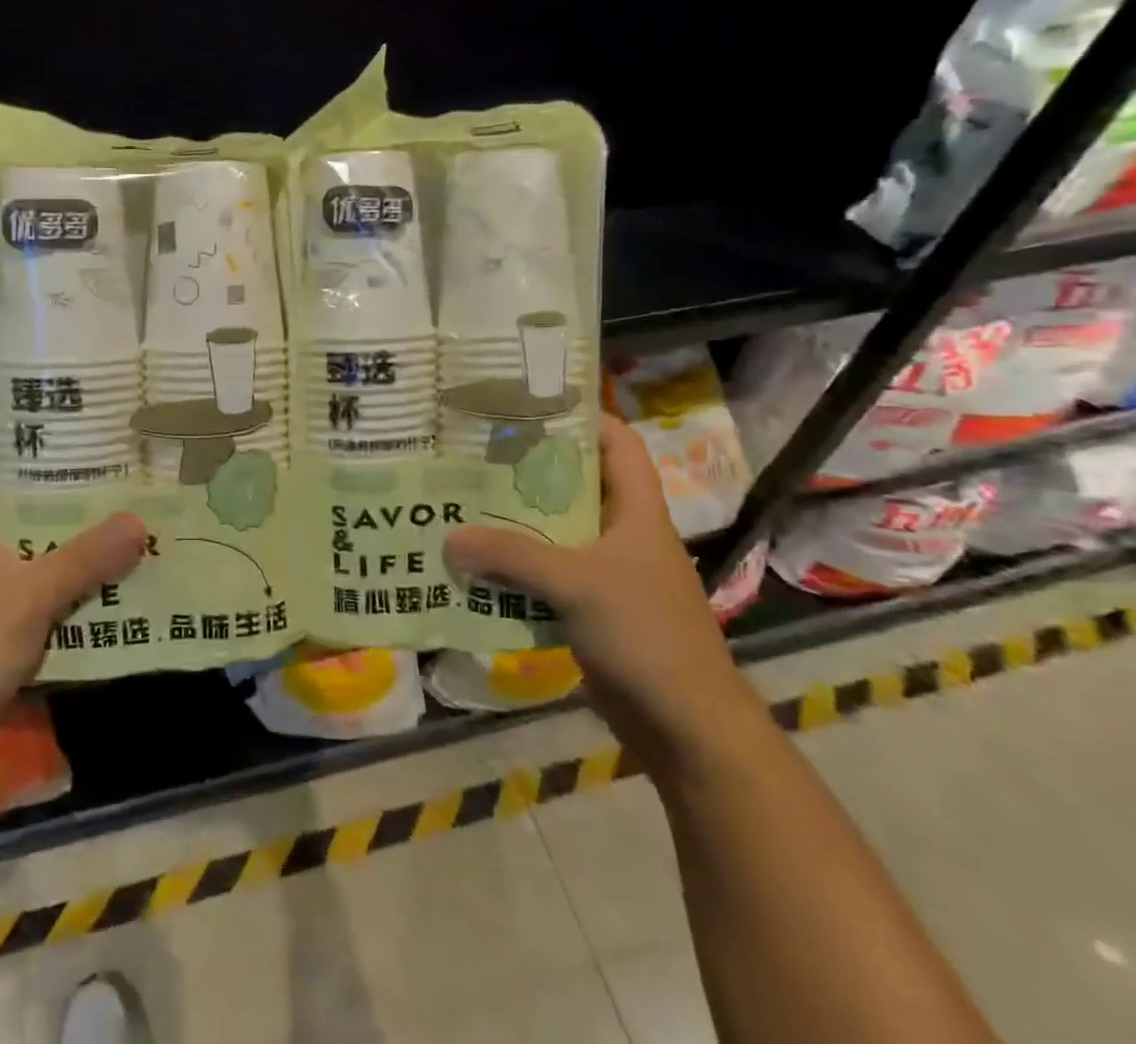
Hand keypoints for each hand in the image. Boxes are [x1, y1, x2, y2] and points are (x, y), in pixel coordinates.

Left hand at [0, 434, 146, 754]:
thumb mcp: (33, 597)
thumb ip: (87, 558)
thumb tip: (139, 521)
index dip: (6, 435)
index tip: (58, 428)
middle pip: (5, 499)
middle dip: (55, 488)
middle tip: (108, 473)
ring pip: (20, 546)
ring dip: (63, 538)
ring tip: (115, 522)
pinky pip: (25, 588)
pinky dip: (57, 582)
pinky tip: (97, 586)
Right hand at [443, 414, 759, 776]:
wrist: (686, 725)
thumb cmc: (646, 634)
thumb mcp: (576, 583)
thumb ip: (511, 556)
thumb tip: (449, 537)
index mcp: (637, 510)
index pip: (618, 444)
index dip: (582, 419)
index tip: (528, 409)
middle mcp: (623, 533)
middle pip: (576, 485)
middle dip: (529, 470)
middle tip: (476, 455)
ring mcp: (608, 572)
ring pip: (557, 531)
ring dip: (516, 523)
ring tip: (465, 503)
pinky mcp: (592, 608)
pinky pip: (547, 574)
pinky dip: (516, 567)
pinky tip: (478, 565)